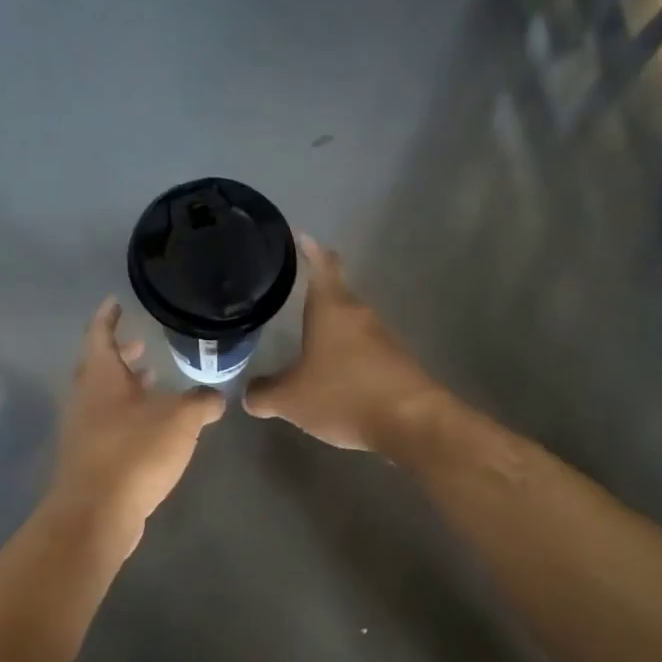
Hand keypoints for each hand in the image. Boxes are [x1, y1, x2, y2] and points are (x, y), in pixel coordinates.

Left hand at [46, 298, 224, 550]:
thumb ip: (201, 402)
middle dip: (122, 352)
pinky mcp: (89, 457)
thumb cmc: (134, 452)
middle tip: (144, 342)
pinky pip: (108, 423)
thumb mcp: (180, 420)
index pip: (100, 333)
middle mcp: (85, 398)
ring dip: (127, 386)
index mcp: (100, 376)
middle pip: (100, 365)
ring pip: (105, 396)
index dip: (108, 315)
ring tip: (155, 382)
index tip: (116, 301)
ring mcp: (83, 429)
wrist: (96, 513)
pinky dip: (128, 414)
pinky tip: (153, 427)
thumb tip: (216, 397)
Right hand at [243, 236, 445, 451]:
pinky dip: (349, 362)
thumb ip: (264, 394)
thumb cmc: (344, 395)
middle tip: (293, 303)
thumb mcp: (290, 399)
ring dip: (333, 335)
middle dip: (316, 301)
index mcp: (332, 308)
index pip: (323, 265)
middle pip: (338, 297)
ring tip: (310, 349)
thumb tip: (249, 394)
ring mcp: (385, 339)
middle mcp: (360, 315)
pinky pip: (366, 354)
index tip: (303, 238)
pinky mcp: (399, 365)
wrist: (412, 423)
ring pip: (352, 328)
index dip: (312, 250)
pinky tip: (337, 382)